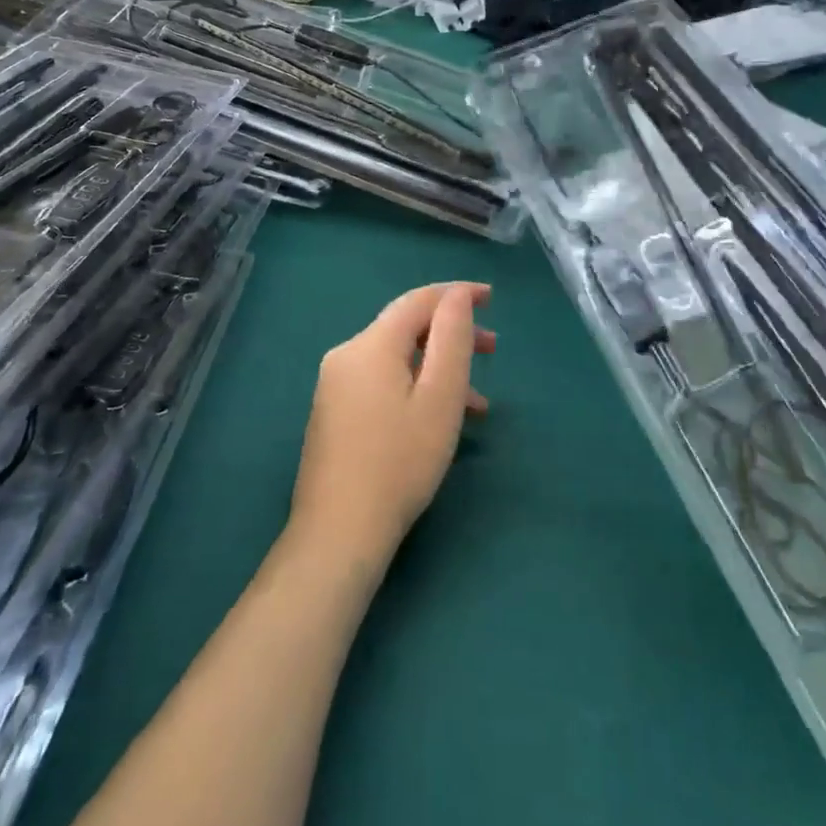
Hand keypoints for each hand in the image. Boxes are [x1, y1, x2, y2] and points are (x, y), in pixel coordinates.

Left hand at [291, 283, 494, 567]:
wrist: (339, 532)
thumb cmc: (400, 461)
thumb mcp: (440, 397)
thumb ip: (451, 338)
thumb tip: (457, 295)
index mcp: (371, 345)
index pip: (418, 300)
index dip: (457, 294)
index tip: (492, 298)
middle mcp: (347, 355)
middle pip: (406, 329)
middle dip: (451, 334)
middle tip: (492, 350)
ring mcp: (335, 386)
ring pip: (396, 360)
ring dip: (438, 368)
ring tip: (478, 402)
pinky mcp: (333, 412)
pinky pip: (382, 383)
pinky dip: (415, 388)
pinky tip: (438, 420)